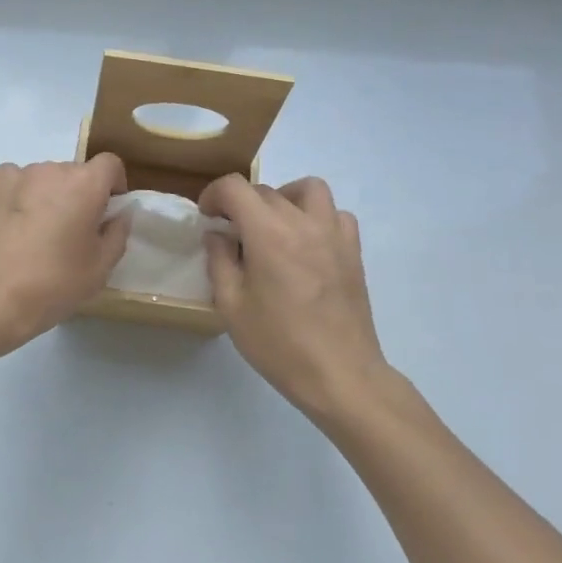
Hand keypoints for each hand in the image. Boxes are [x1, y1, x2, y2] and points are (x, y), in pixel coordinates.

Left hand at [0, 155, 131, 359]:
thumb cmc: (52, 285)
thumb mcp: (100, 268)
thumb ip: (117, 232)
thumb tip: (120, 213)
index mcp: (84, 184)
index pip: (110, 164)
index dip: (113, 185)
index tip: (106, 211)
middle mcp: (50, 169)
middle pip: (73, 173)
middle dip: (77, 195)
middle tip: (69, 232)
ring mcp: (14, 174)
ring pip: (41, 179)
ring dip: (45, 197)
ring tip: (33, 235)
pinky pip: (12, 185)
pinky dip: (16, 199)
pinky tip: (9, 230)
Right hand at [201, 175, 388, 420]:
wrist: (340, 375)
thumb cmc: (279, 344)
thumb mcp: (231, 306)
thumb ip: (219, 261)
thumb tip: (218, 234)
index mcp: (268, 233)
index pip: (235, 187)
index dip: (214, 194)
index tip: (207, 216)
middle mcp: (303, 223)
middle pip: (266, 190)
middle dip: (242, 204)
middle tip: (232, 234)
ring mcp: (333, 234)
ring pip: (308, 189)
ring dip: (284, 198)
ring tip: (273, 226)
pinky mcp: (353, 251)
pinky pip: (336, 214)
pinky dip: (317, 217)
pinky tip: (306, 243)